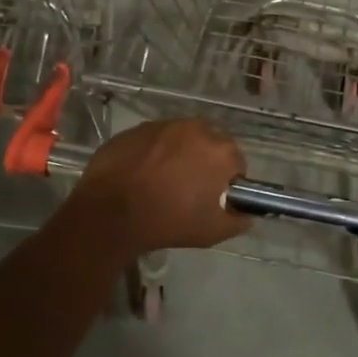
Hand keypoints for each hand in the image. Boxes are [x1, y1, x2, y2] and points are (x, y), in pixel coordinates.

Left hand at [70, 118, 251, 255]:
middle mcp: (196, 128)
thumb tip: (246, 214)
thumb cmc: (168, 221)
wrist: (111, 212)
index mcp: (220, 150)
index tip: (215, 197)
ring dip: (179, 154)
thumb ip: (236, 220)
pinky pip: (154, 139)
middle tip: (190, 188)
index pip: (236, 162)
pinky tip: (141, 174)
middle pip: (210, 144)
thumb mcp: (211, 231)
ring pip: (181, 138)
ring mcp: (164, 125)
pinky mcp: (138, 128)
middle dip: (204, 162)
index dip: (227, 181)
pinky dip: (154, 152)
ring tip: (163, 180)